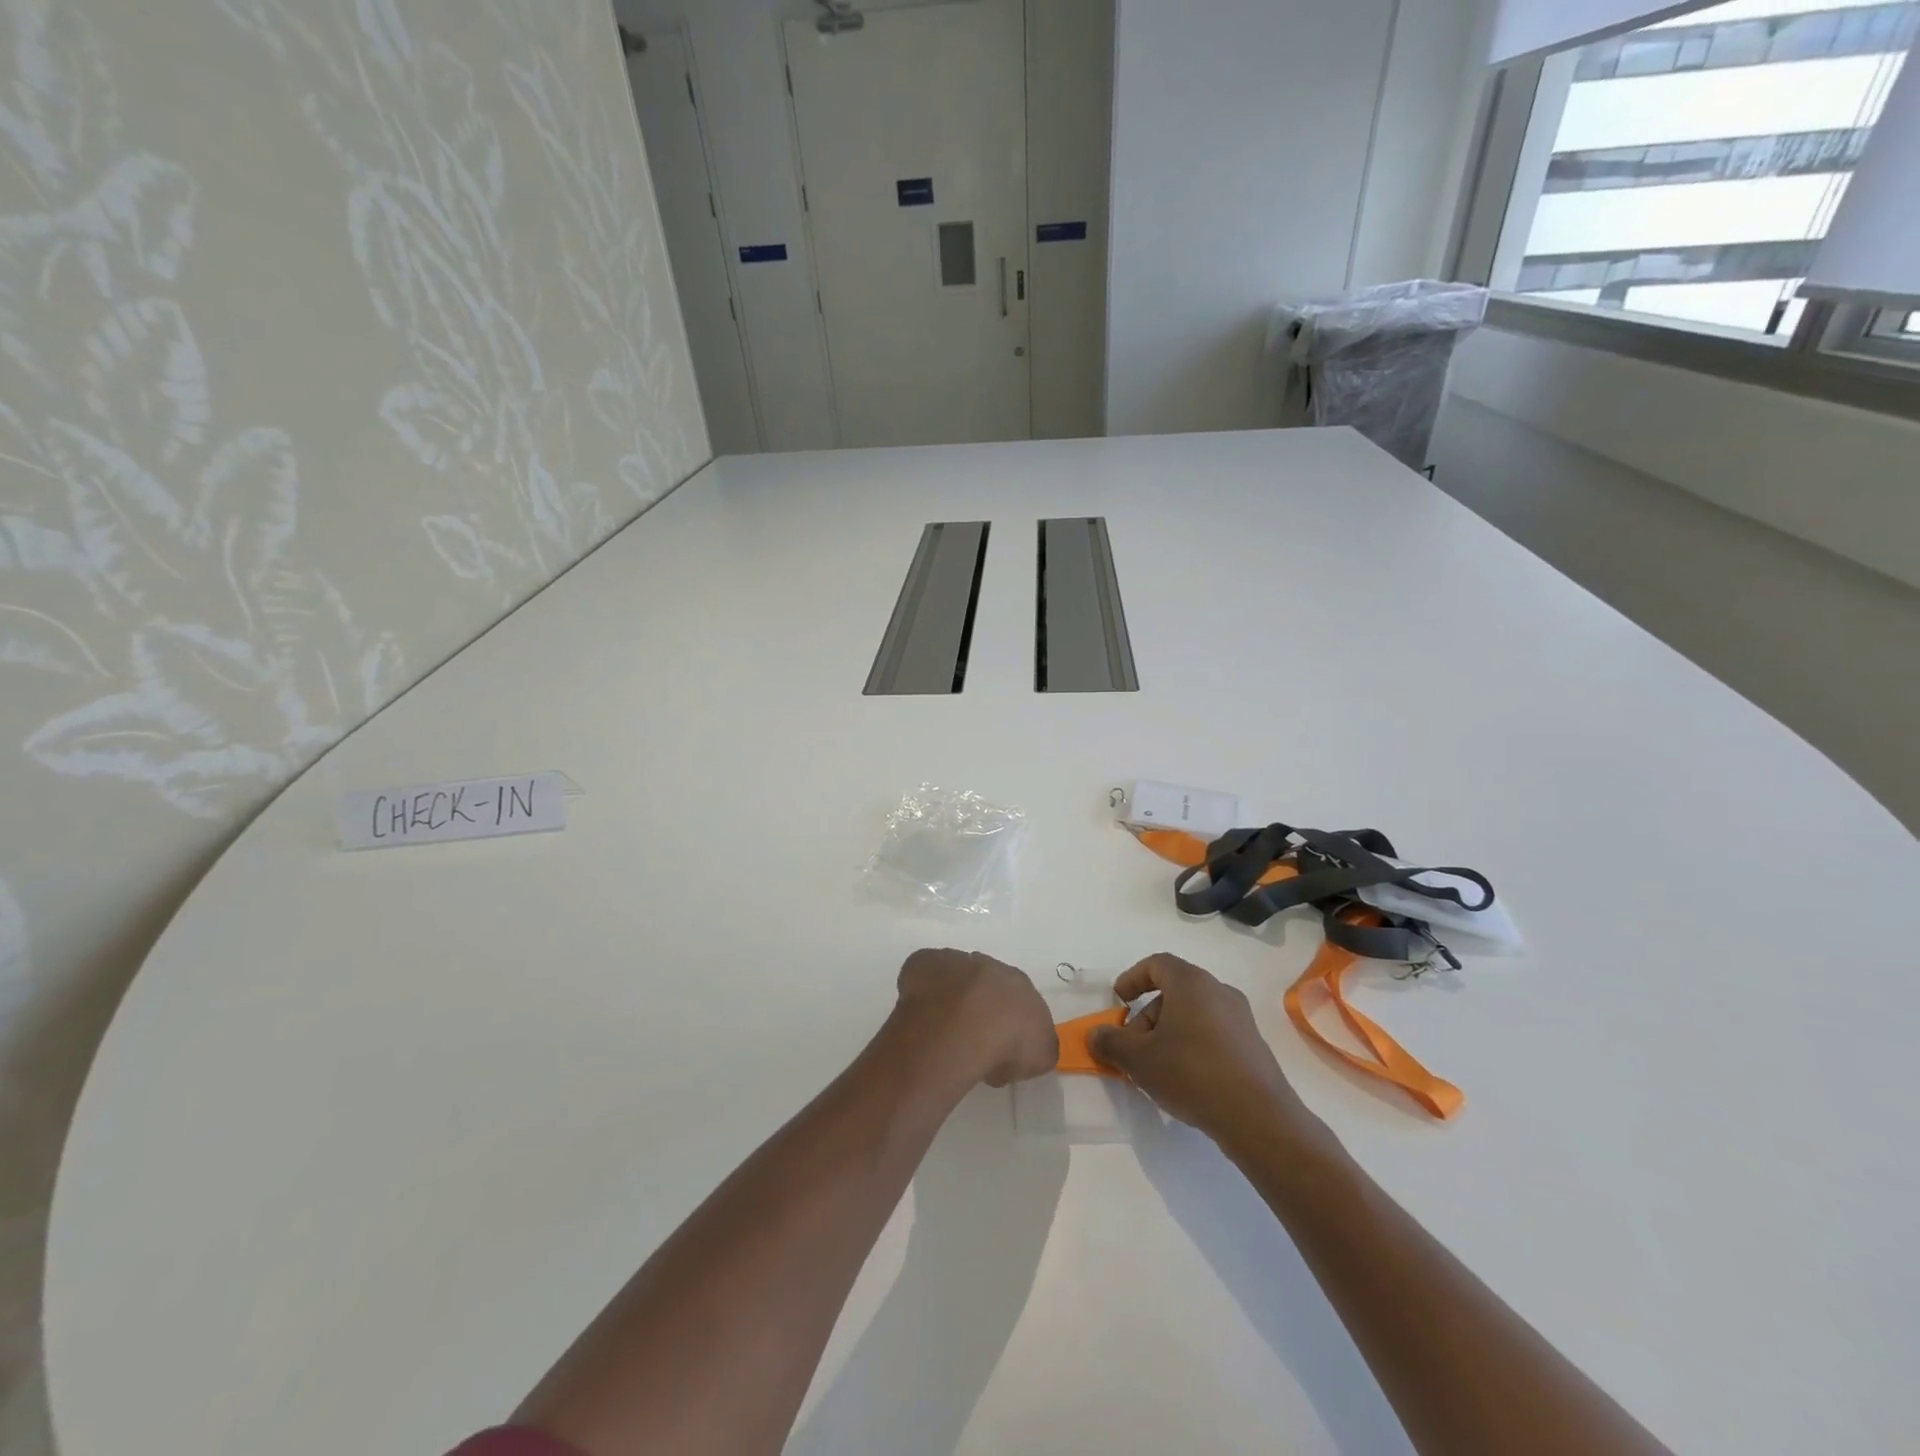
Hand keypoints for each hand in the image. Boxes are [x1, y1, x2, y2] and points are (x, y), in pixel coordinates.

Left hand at [893, 949, 1057, 1087]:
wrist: (965, 1026)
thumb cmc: (1008, 1043)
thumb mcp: (1040, 1055)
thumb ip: (1038, 1045)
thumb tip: (1029, 1046)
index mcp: (1021, 984)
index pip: (1016, 1000)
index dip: (1007, 1023)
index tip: (999, 1047)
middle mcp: (990, 966)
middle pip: (985, 984)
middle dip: (979, 1006)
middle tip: (970, 1039)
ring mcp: (955, 961)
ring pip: (954, 977)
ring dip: (950, 997)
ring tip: (942, 1031)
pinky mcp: (925, 962)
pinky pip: (923, 974)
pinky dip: (921, 989)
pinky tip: (919, 1014)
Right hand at [1089, 954, 1311, 1145]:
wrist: (1258, 1118)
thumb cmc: (1191, 1073)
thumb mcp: (1139, 1059)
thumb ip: (1111, 1042)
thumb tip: (1096, 1035)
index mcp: (1191, 983)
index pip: (1157, 964)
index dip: (1133, 978)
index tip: (1119, 1001)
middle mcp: (1219, 992)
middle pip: (1174, 991)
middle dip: (1147, 1016)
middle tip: (1133, 1046)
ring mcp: (1240, 1019)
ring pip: (1193, 1014)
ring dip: (1168, 1033)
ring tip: (1156, 1068)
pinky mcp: (1252, 1046)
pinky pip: (1212, 1034)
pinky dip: (1192, 1046)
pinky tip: (1185, 1079)